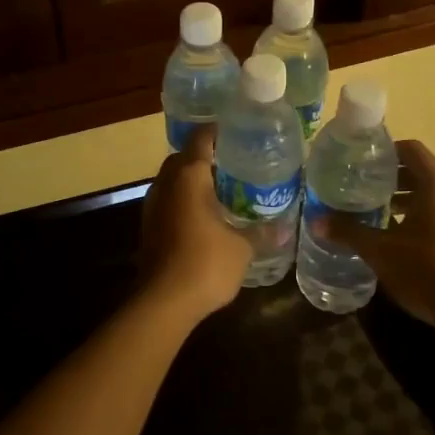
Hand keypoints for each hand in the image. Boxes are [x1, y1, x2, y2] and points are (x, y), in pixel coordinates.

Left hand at [138, 125, 251, 321]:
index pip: (201, 137)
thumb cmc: (206, 264)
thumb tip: (285, 229)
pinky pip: (169, 201)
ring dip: (193, 180)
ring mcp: (153, 206)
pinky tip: (206, 216)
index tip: (239, 132)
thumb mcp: (243, 248)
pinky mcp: (149, 227)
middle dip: (206, 156)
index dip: (219, 131)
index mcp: (189, 176)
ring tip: (224, 189)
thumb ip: (262, 233)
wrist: (163, 303)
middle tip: (235, 163)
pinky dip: (185, 201)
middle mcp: (166, 183)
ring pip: (173, 180)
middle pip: (184, 157)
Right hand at [318, 140, 434, 328]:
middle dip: (391, 179)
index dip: (384, 152)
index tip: (359, 164)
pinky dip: (425, 215)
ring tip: (379, 216)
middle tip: (361, 191)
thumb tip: (316, 220)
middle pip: (422, 171)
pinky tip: (404, 239)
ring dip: (408, 199)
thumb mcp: (382, 252)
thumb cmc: (430, 272)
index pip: (410, 149)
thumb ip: (349, 232)